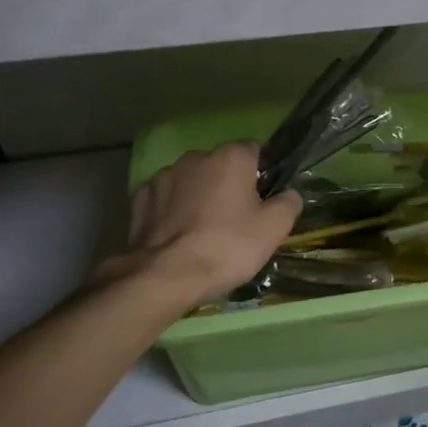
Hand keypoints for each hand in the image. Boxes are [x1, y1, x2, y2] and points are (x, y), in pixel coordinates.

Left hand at [90, 142, 301, 307]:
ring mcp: (163, 177)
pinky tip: (176, 235)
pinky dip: (172, 210)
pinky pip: (165, 199)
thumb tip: (288, 194)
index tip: (265, 197)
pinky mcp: (139, 199)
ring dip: (198, 196)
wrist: (164, 276)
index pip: (255, 150)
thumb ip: (288, 203)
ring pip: (191, 181)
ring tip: (202, 230)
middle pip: (221, 165)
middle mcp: (196, 157)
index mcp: (231, 157)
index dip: (263, 171)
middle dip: (228, 184)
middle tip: (236, 218)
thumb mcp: (273, 229)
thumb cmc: (226, 246)